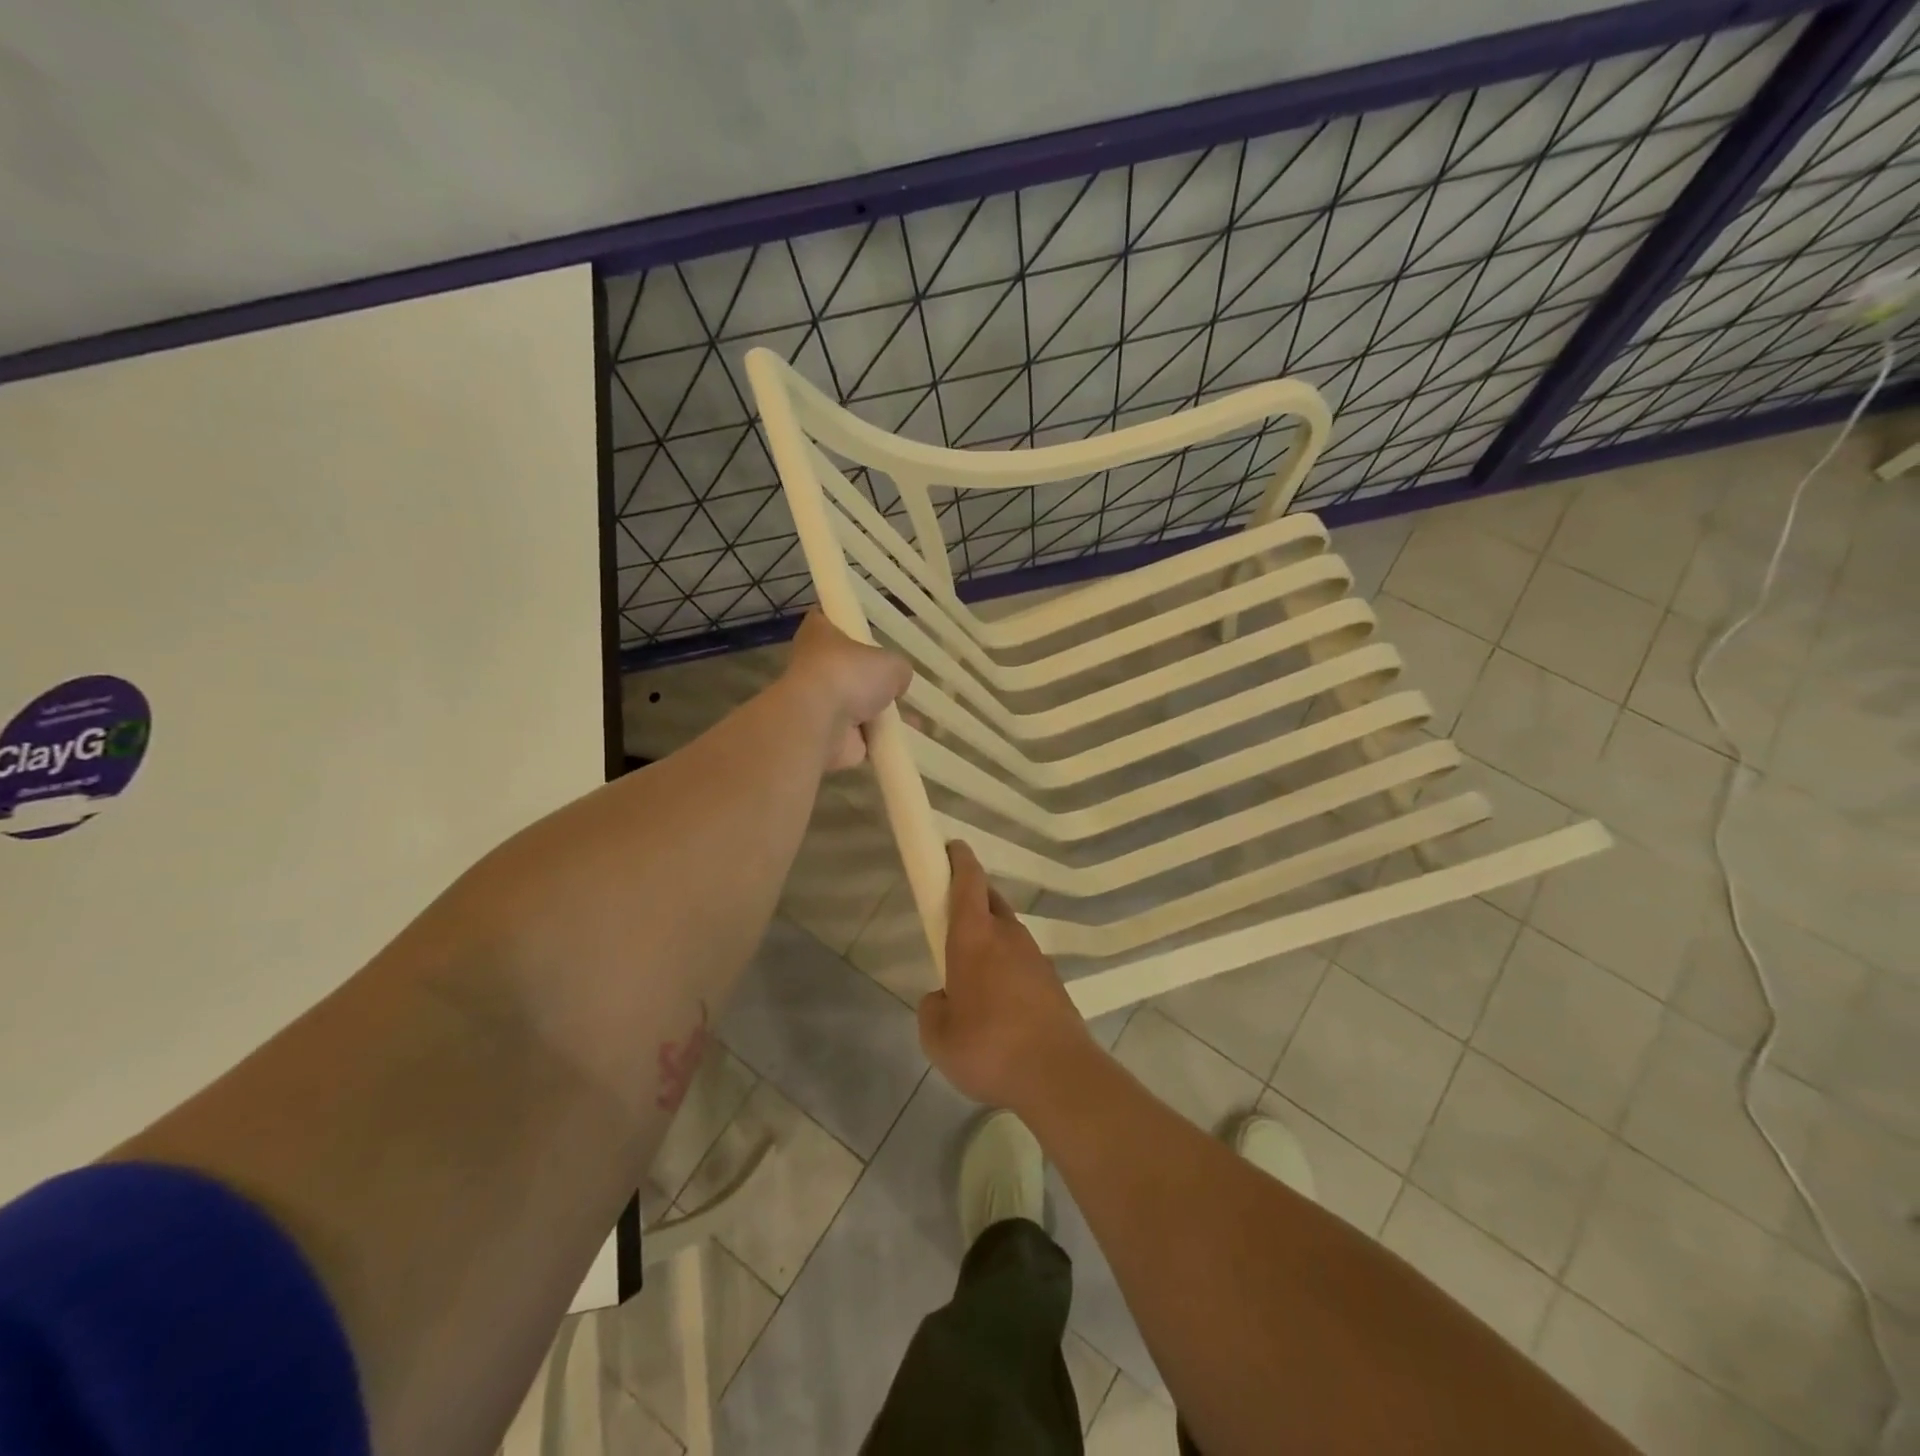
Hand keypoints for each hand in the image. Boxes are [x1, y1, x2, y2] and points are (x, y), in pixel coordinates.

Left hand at [781, 612, 912, 770]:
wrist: (820, 723)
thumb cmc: (850, 675)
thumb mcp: (892, 663)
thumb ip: (897, 669)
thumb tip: (897, 683)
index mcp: (819, 633)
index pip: (829, 620)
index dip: (849, 626)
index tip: (869, 634)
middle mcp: (813, 665)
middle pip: (845, 667)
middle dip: (868, 678)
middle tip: (897, 682)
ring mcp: (818, 702)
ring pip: (852, 704)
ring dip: (877, 712)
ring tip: (910, 715)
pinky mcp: (825, 734)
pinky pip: (859, 734)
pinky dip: (878, 738)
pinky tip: (903, 738)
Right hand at [918, 842, 1095, 1110]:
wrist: (1058, 1075)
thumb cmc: (989, 1047)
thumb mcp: (938, 1037)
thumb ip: (932, 1009)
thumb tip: (942, 998)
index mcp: (975, 938)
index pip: (968, 882)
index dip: (959, 860)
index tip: (951, 847)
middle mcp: (1007, 937)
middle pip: (989, 900)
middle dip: (972, 895)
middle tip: (953, 913)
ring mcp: (1035, 957)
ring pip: (1008, 930)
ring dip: (991, 934)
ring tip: (973, 967)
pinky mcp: (1052, 981)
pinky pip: (1022, 960)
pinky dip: (1008, 964)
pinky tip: (1000, 998)